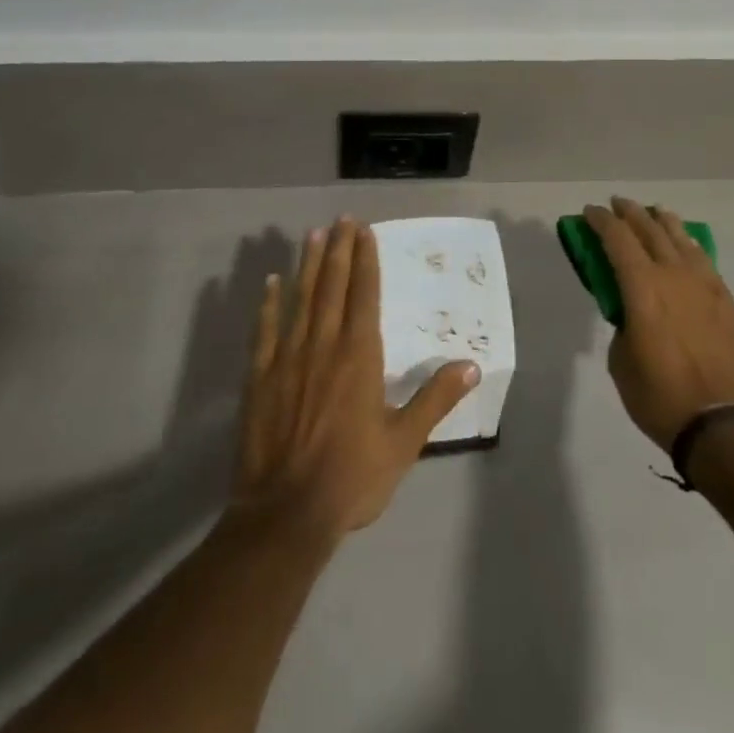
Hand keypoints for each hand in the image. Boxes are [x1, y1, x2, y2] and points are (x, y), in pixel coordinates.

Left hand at [233, 218, 478, 541]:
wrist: (286, 513)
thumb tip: (472, 366)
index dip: (365, 260)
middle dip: (338, 249)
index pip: (364, 294)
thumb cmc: (352, 476)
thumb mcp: (404, 442)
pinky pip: (266, 329)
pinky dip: (269, 303)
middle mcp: (324, 344)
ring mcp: (289, 357)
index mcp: (359, 355)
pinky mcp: (261, 376)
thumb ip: (436, 399)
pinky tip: (272, 282)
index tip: (365, 231)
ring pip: (301, 298)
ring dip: (308, 264)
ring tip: (313, 234)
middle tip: (341, 219)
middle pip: (332, 285)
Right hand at [587, 198, 733, 451]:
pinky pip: (705, 263)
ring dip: (665, 222)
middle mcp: (675, 276)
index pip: (618, 239)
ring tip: (656, 213)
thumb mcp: (622, 363)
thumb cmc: (662, 398)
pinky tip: (688, 249)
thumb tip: (633, 316)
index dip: (601, 221)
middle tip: (618, 204)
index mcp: (643, 287)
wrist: (727, 427)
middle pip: (651, 230)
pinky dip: (690, 248)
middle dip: (631, 213)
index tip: (591, 211)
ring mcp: (707, 287)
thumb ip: (624, 327)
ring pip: (683, 240)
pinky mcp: (729, 304)